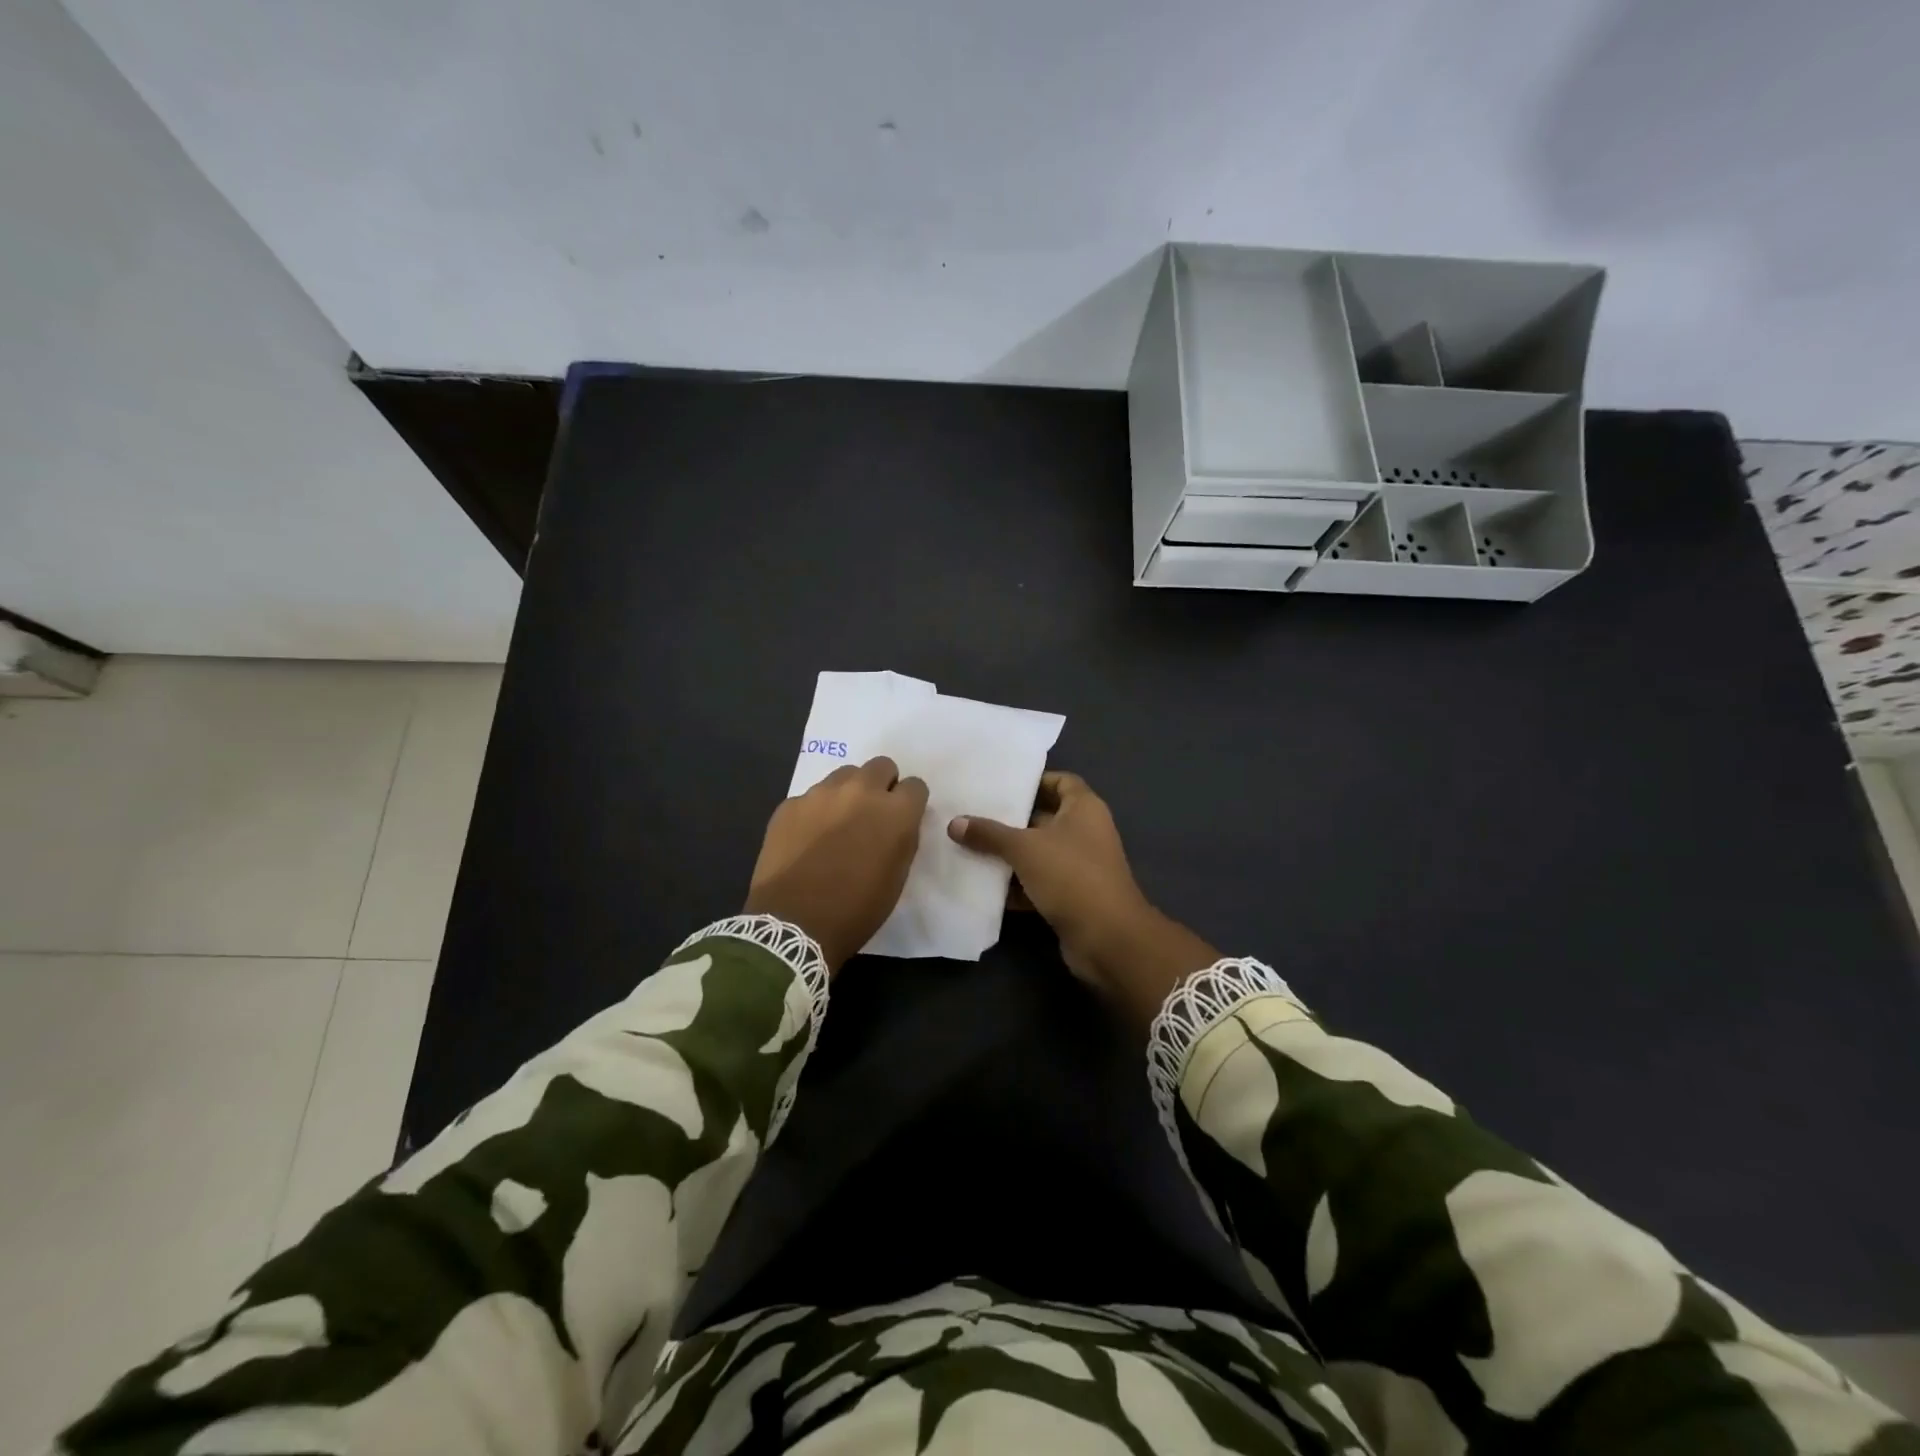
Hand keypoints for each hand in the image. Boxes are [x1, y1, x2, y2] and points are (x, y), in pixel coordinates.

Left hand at [744, 757, 927, 972]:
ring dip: (848, 793)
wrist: (794, 924)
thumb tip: (897, 823)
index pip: (915, 785)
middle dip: (882, 785)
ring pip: (844, 775)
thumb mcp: (897, 876)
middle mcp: (861, 791)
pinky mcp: (790, 804)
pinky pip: (811, 796)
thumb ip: (903, 838)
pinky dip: (816, 810)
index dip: (909, 802)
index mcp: (895, 811)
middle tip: (872, 814)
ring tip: (838, 824)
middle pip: (881, 766)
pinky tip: (807, 838)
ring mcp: (821, 794)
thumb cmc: (856, 909)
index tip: (902, 818)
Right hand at [948, 772, 1218, 1027]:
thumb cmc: (1071, 876)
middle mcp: (1086, 832)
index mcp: (1084, 809)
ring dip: (1009, 854)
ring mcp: (1080, 866)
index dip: (1034, 781)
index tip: (1001, 786)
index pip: (1061, 781)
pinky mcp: (1072, 896)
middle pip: (1045, 817)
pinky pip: (1039, 882)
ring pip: (1039, 853)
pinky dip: (1016, 885)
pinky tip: (984, 886)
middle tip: (973, 815)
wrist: (1107, 938)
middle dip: (1011, 819)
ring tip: (969, 848)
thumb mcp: (1025, 848)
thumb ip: (989, 834)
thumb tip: (955, 823)